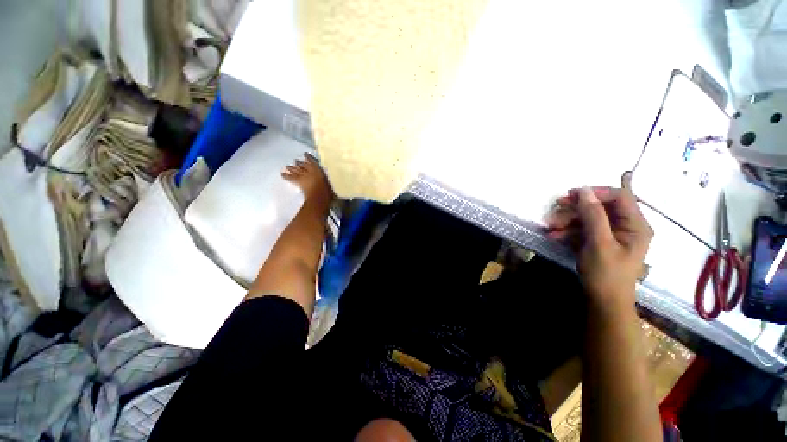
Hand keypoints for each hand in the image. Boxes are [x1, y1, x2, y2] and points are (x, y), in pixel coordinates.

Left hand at [282, 153, 332, 210]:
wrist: (319, 196)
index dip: (308, 157)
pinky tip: (281, 174)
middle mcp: (309, 170)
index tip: (305, 154)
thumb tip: (332, 181)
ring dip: (292, 168)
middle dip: (299, 163)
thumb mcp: (331, 184)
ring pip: (296, 170)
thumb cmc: (328, 191)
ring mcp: (302, 175)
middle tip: (296, 161)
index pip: (312, 161)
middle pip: (302, 165)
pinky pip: (289, 177)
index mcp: (318, 169)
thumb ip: (328, 181)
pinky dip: (285, 175)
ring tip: (288, 166)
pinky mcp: (297, 181)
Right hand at [546, 173, 652, 309]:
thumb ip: (593, 215)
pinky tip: (554, 236)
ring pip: (588, 218)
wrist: (603, 302)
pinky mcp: (598, 242)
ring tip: (550, 227)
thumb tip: (584, 190)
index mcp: (636, 225)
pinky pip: (583, 229)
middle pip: (601, 207)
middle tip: (556, 206)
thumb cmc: (606, 274)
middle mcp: (626, 226)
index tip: (572, 194)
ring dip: (567, 220)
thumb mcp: (599, 243)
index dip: (596, 192)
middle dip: (577, 207)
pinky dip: (568, 231)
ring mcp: (611, 235)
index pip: (619, 197)